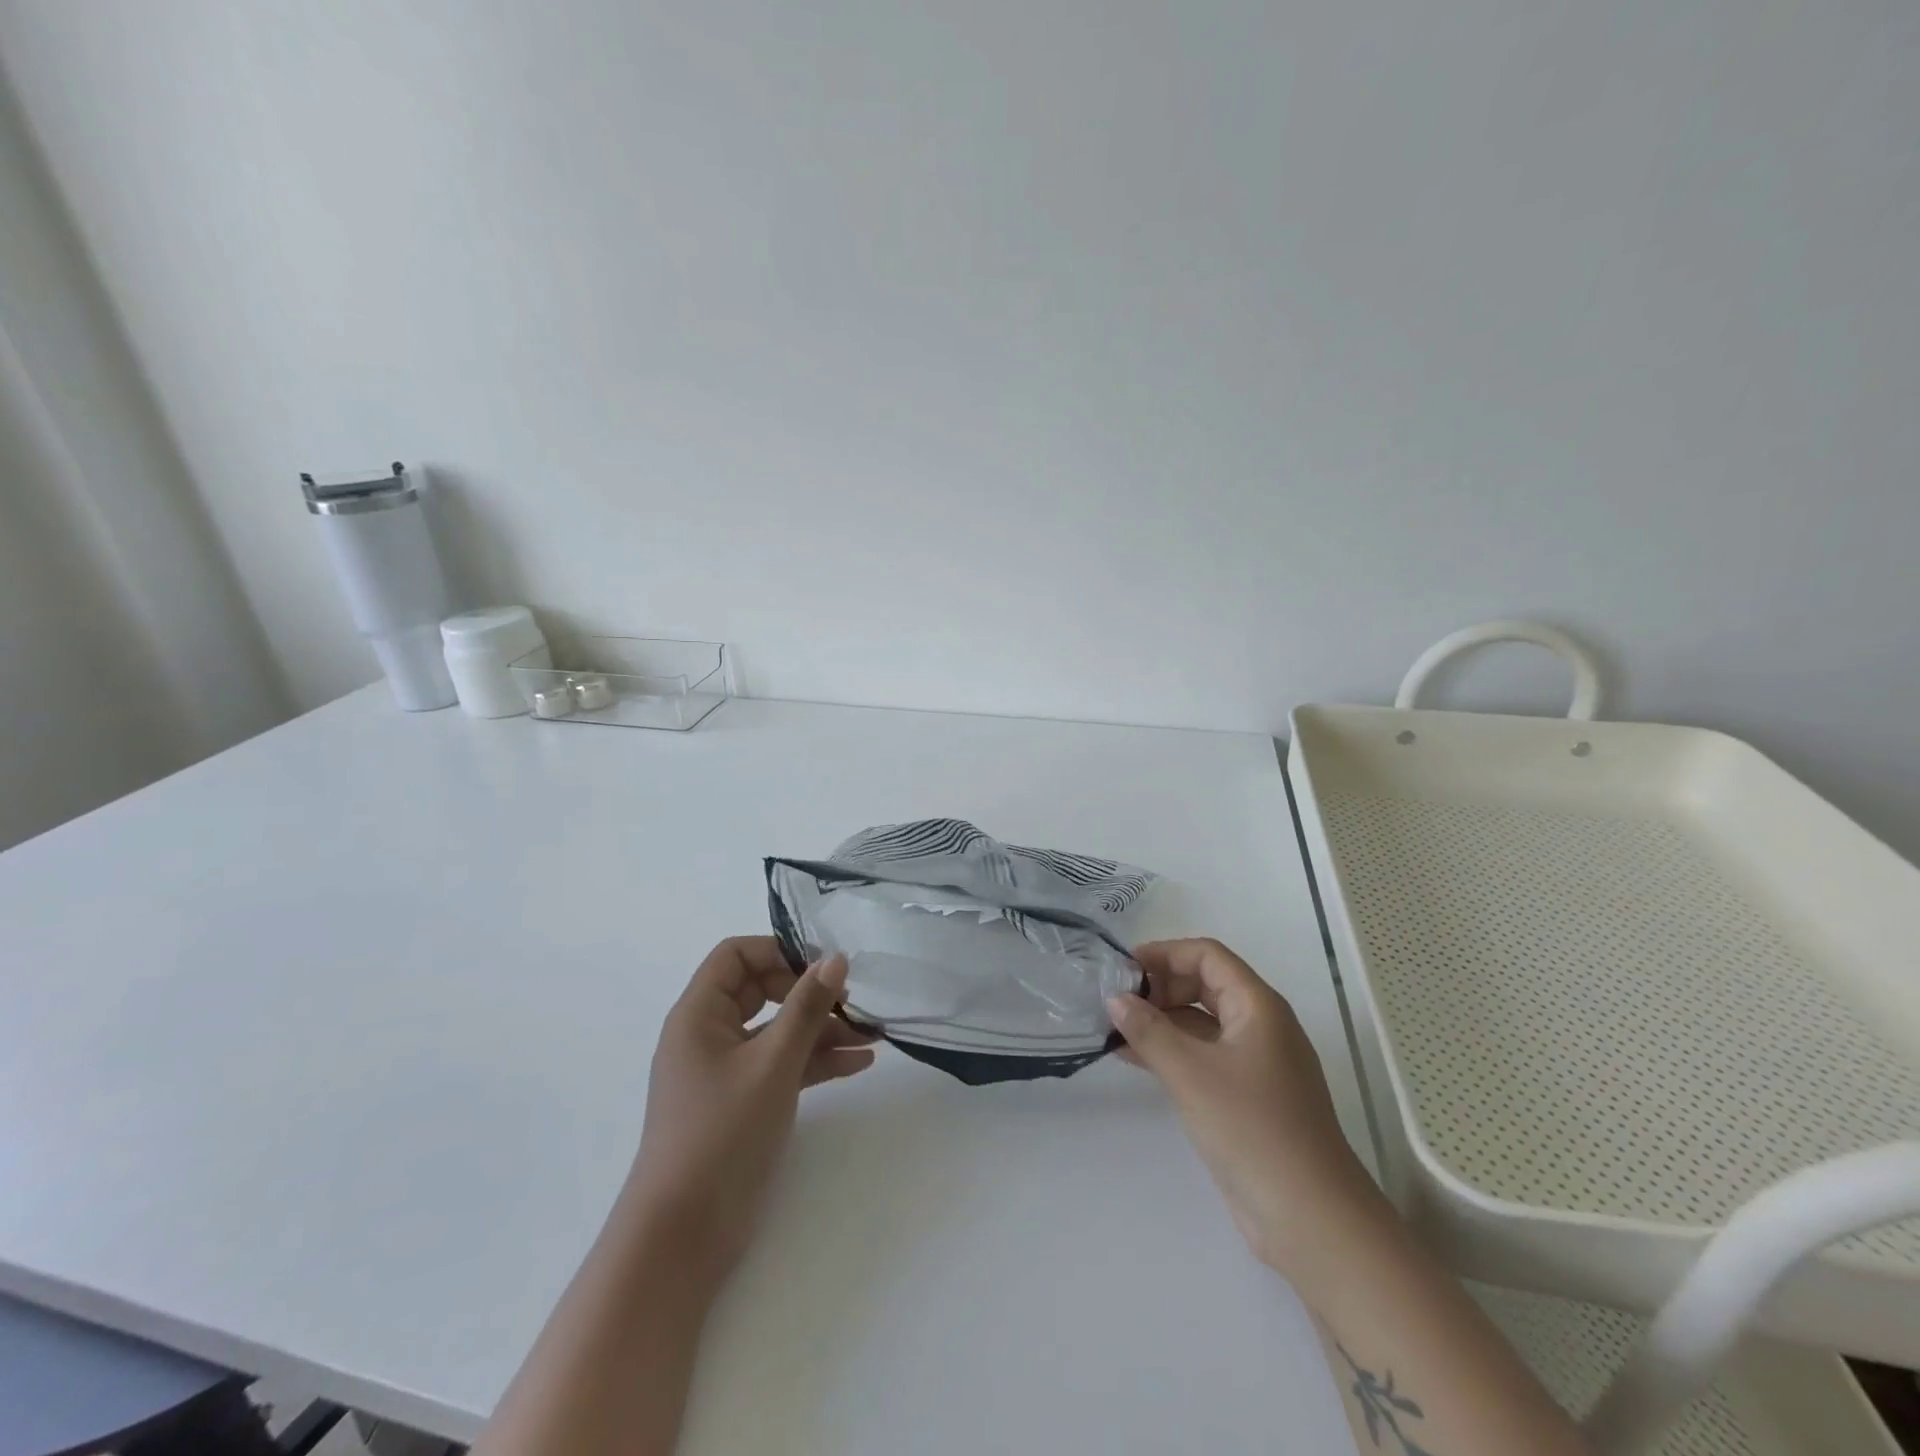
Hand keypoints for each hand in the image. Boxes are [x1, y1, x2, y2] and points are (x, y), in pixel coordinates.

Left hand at [626, 937, 875, 1289]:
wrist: (684, 1235)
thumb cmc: (722, 1132)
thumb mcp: (773, 1063)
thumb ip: (807, 1007)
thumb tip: (836, 958)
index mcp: (699, 1014)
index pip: (736, 955)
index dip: (778, 951)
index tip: (823, 965)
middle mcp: (709, 1034)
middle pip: (762, 990)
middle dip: (809, 993)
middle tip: (852, 1000)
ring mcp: (726, 1070)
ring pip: (778, 1031)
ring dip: (821, 1030)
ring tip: (872, 1034)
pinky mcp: (743, 1102)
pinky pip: (782, 1065)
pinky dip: (815, 1062)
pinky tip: (859, 1064)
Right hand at [1107, 938, 1378, 1277]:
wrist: (1312, 1220)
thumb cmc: (1253, 1130)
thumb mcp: (1191, 1074)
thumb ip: (1148, 1030)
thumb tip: (1115, 998)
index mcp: (1258, 1007)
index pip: (1207, 956)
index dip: (1164, 953)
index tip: (1123, 968)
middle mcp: (1261, 1026)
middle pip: (1205, 985)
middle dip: (1160, 987)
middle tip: (1116, 1003)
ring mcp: (1256, 1064)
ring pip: (1202, 1023)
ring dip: (1161, 1021)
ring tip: (1114, 1031)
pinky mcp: (1248, 1097)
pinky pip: (1204, 1056)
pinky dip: (1171, 1051)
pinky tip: (1134, 1060)